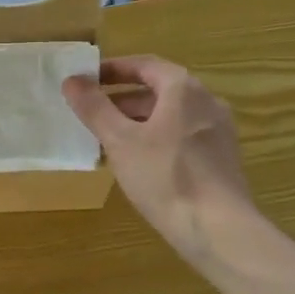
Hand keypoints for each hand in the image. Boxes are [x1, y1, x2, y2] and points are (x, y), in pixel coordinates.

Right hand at [63, 56, 261, 269]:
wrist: (218, 228)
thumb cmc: (165, 177)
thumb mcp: (120, 141)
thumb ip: (94, 108)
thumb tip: (72, 80)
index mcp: (183, 89)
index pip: (144, 65)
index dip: (112, 70)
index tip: (86, 79)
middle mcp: (207, 101)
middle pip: (159, 90)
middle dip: (123, 99)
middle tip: (92, 113)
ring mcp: (218, 130)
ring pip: (171, 115)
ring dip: (139, 121)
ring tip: (109, 140)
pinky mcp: (222, 158)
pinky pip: (183, 136)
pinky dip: (157, 138)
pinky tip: (139, 163)